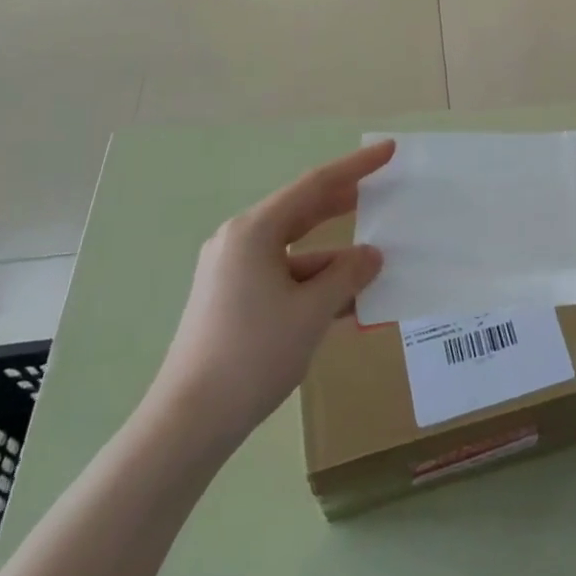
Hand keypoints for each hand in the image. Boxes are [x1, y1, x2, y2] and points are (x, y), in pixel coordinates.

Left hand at [148, 140, 390, 455]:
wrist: (187, 425)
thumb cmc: (252, 355)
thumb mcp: (312, 312)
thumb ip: (347, 275)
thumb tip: (371, 256)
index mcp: (254, 231)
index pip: (315, 185)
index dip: (356, 166)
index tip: (388, 150)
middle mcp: (240, 241)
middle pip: (302, 210)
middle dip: (344, 202)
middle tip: (382, 190)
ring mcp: (232, 271)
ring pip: (295, 249)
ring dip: (333, 256)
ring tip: (374, 262)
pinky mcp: (231, 299)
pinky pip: (283, 276)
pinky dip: (313, 282)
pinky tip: (345, 300)